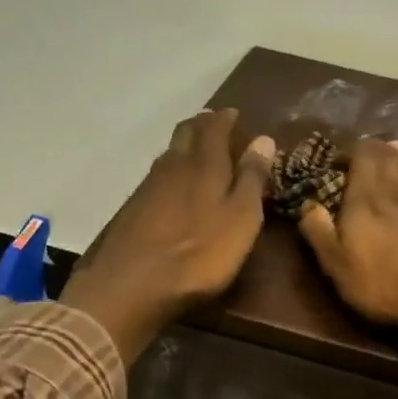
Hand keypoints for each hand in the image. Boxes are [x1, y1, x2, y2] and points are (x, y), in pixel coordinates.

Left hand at [61, 109, 275, 361]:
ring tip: (197, 149)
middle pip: (186, 134)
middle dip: (201, 125)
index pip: (214, 128)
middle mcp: (173, 166)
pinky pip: (156, 177)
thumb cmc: (201, 253)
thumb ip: (252, 179)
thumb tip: (264, 139)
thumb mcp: (241, 218)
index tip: (234, 114)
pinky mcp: (133, 209)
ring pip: (169, 154)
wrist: (134, 284)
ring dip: (184, 146)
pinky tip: (173, 185)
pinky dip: (170, 171)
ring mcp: (148, 187)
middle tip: (214, 123)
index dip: (225, 119)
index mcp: (204, 165)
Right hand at [296, 138, 397, 333]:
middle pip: (386, 162)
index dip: (352, 152)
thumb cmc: (382, 282)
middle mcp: (393, 195)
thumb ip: (319, 231)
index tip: (341, 157)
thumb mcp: (336, 263)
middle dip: (376, 150)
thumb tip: (307, 203)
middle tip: (369, 145)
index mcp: (364, 201)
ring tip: (393, 148)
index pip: (361, 160)